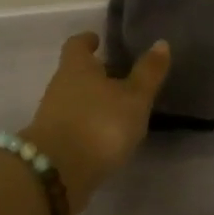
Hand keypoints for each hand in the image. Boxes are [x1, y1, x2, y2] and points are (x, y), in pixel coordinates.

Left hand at [22, 31, 171, 208]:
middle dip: (93, 73)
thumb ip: (148, 73)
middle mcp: (59, 86)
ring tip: (116, 108)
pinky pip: (71, 125)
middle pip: (74, 72)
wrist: (56, 173)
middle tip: (117, 75)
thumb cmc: (99, 124)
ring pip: (73, 99)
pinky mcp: (52, 143)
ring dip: (90, 101)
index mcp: (76, 67)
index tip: (98, 40)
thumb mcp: (134, 98)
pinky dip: (86, 125)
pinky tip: (103, 136)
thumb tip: (161, 42)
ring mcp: (52, 116)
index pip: (77, 44)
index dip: (88, 40)